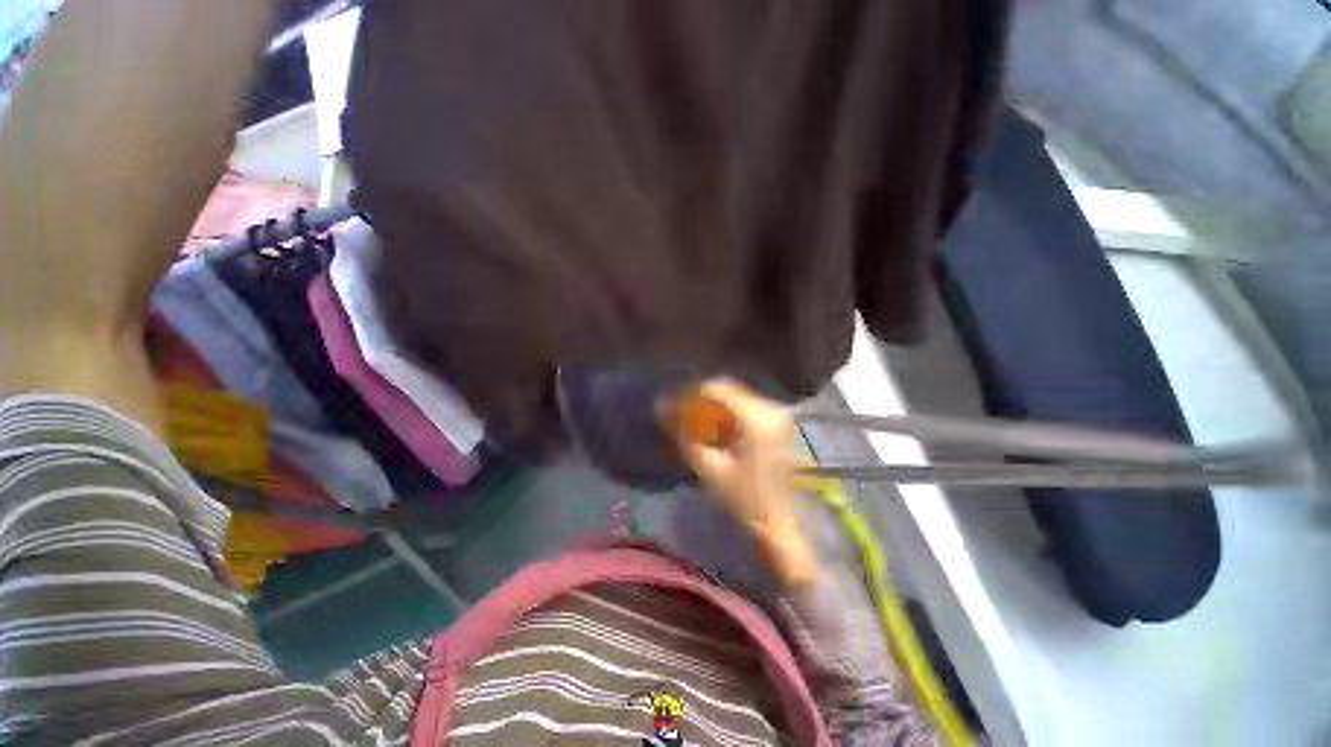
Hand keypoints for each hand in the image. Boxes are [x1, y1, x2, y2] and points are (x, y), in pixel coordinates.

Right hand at [671, 379, 818, 588]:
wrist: (784, 522)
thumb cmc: (746, 500)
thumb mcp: (711, 469)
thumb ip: (687, 437)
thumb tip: (663, 411)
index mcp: (757, 419)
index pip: (719, 388)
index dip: (694, 393)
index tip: (677, 404)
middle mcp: (773, 409)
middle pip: (730, 390)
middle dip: (704, 400)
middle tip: (685, 414)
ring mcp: (780, 415)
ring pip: (740, 397)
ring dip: (718, 407)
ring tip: (700, 423)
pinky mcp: (782, 423)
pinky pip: (750, 408)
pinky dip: (732, 414)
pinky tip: (721, 430)